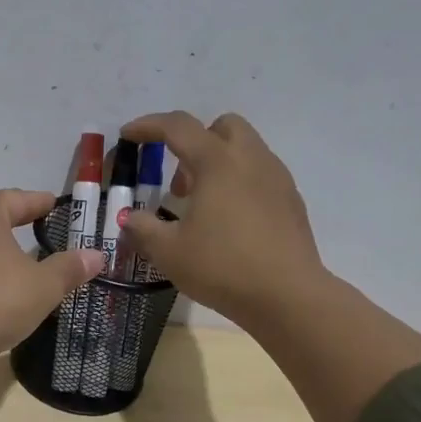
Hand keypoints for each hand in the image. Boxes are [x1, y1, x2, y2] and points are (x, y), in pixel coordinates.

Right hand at [118, 111, 330, 329]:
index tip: (128, 135)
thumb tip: (130, 218)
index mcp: (217, 162)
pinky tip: (229, 221)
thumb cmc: (222, 267)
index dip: (148, 125)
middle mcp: (250, 158)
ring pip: (245, 149)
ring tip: (201, 205)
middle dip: (194, 141)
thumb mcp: (168, 251)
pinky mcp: (292, 201)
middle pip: (221, 126)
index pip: (178, 126)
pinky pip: (260, 175)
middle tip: (178, 180)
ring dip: (217, 163)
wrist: (287, 296)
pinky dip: (239, 183)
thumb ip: (143, 228)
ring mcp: (277, 178)